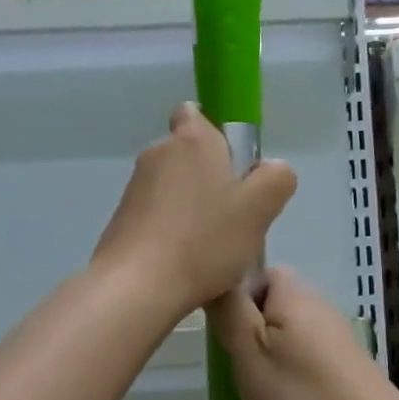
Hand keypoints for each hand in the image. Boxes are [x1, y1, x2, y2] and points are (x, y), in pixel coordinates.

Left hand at [93, 104, 296, 318]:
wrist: (137, 286)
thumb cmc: (205, 240)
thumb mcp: (260, 209)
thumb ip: (276, 178)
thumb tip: (271, 168)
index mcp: (192, 139)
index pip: (197, 113)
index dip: (218, 134)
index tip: (235, 166)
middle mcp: (158, 153)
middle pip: (190, 154)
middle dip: (211, 178)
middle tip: (235, 215)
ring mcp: (135, 186)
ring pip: (174, 187)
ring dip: (192, 207)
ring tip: (211, 247)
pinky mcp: (121, 218)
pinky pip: (156, 214)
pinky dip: (171, 229)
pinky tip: (185, 261)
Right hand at [207, 267, 398, 399]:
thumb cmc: (302, 395)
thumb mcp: (249, 351)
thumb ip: (229, 311)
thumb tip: (216, 277)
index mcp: (293, 293)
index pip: (254, 272)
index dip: (234, 297)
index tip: (222, 332)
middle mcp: (317, 305)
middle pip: (270, 304)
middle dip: (249, 330)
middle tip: (237, 364)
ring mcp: (335, 336)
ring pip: (287, 333)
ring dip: (269, 356)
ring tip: (260, 388)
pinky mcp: (345, 365)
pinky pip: (305, 357)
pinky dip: (291, 374)